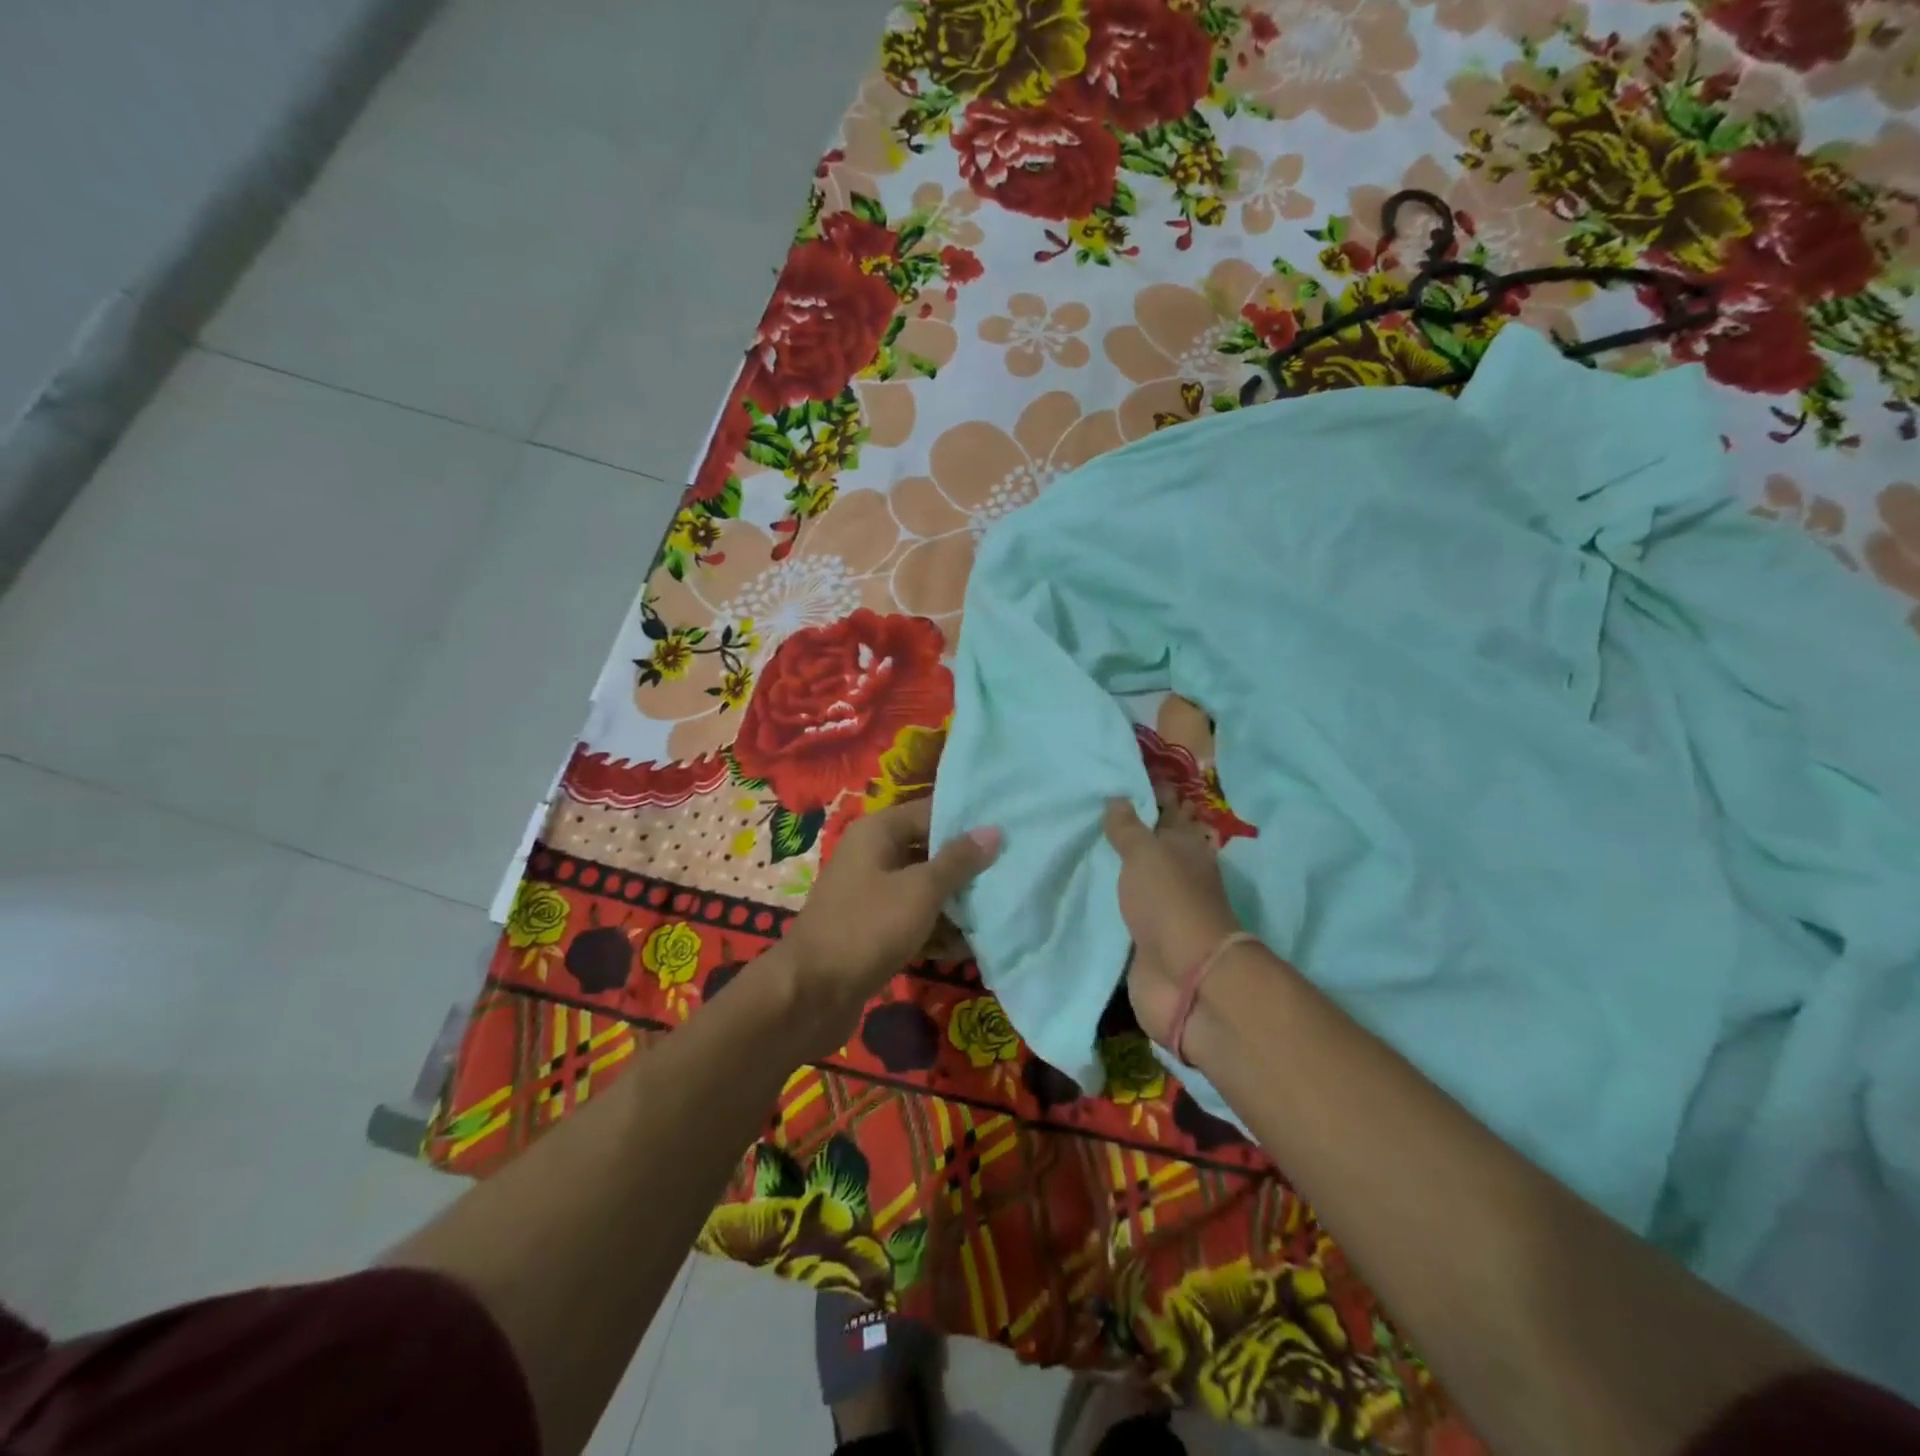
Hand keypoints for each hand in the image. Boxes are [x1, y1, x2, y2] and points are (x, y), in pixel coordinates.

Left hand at [782, 797, 1000, 1053]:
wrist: (811, 994)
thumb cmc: (868, 928)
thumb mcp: (920, 890)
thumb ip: (958, 860)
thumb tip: (993, 830)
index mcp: (878, 832)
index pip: (930, 812)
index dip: (967, 821)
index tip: (1009, 829)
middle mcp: (872, 856)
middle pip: (928, 851)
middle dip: (967, 866)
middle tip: (1012, 872)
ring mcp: (871, 895)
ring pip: (923, 889)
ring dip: (956, 903)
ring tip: (1001, 911)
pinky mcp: (873, 930)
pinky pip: (913, 920)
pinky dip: (937, 930)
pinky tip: (971, 947)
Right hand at [1103, 792, 1243, 1046]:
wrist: (1184, 977)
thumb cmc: (1169, 902)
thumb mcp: (1146, 854)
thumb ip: (1129, 828)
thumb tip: (1118, 797)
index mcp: (1185, 846)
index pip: (1170, 808)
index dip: (1154, 790)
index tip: (1126, 772)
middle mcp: (1177, 873)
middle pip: (1154, 843)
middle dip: (1132, 826)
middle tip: (1093, 804)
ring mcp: (1162, 907)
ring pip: (1137, 876)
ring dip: (1117, 864)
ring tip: (1082, 842)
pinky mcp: (1145, 938)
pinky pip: (1123, 909)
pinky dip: (1108, 898)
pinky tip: (1084, 887)